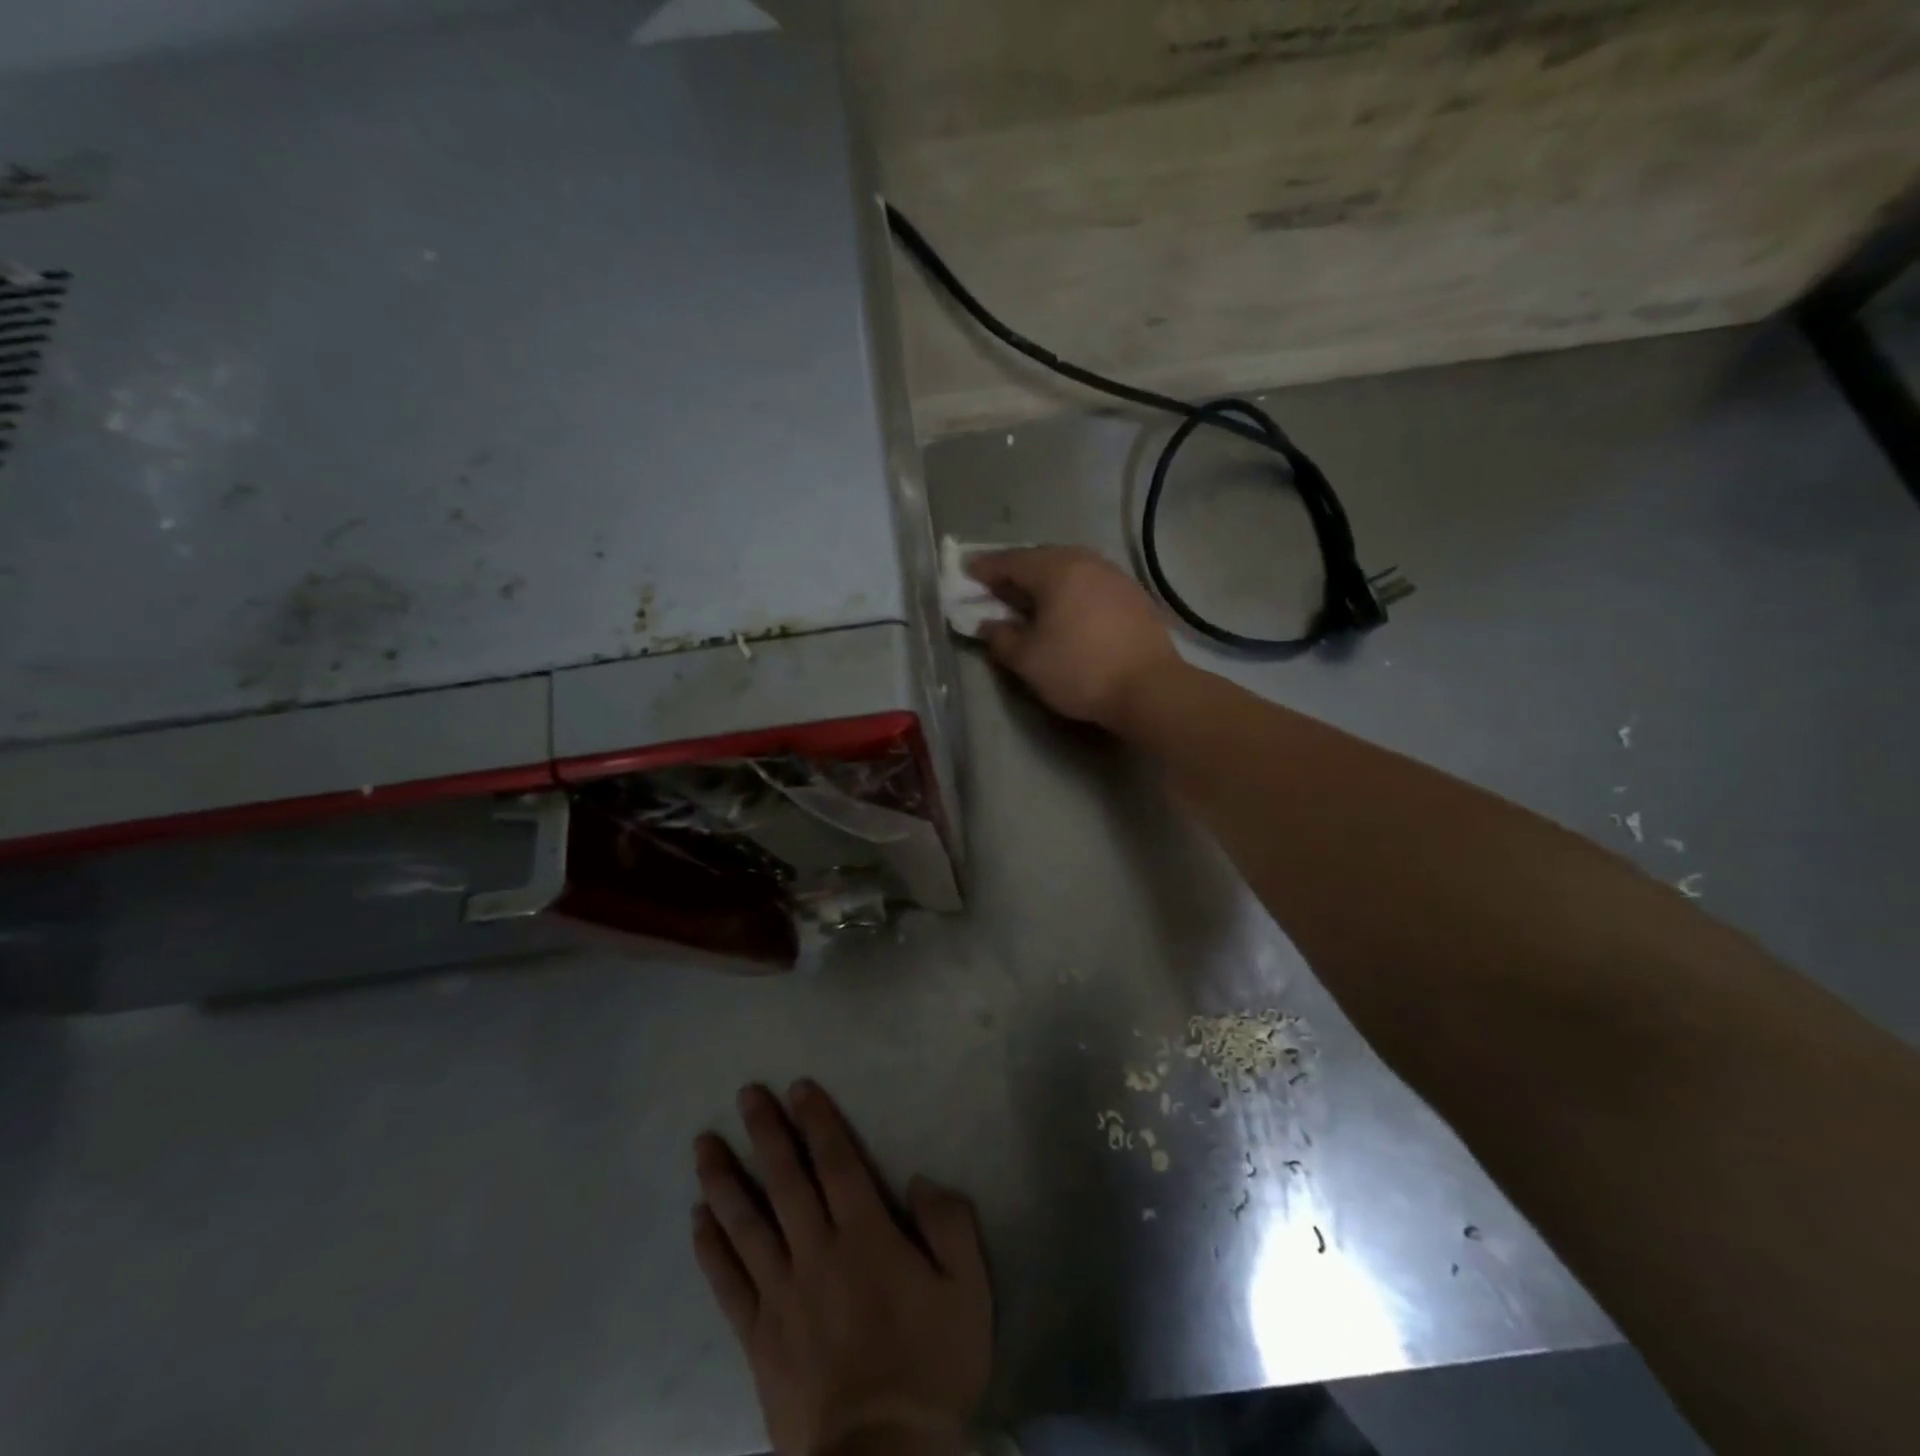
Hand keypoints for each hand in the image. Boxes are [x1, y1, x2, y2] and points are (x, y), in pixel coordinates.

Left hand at [692, 1081, 991, 1455]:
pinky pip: (727, 1283)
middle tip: (746, 1094)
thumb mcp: (968, 1291)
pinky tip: (697, 1220)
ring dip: (724, 1179)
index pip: (836, 1162)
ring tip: (704, 1145)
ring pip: (746, 1223)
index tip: (798, 1088)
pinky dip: (710, 1249)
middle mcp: (817, 1252)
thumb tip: (919, 1180)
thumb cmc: (930, 1369)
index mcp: (866, 1236)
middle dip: (766, 1132)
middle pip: (785, 1180)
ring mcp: (781, 1295)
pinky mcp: (758, 1338)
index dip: (817, 1121)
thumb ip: (950, 1224)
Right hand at [968, 546, 1183, 729]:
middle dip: (1017, 572)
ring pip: (1070, 569)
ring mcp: (1115, 576)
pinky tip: (1068, 610)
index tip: (968, 574)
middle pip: (1043, 559)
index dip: (986, 569)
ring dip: (1046, 581)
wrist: (1150, 688)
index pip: (1011, 562)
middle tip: (997, 587)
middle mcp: (1087, 562)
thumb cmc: (1080, 670)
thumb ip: (1001, 638)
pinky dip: (1072, 591)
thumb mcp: (1028, 660)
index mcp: (1057, 570)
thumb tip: (988, 625)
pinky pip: (1091, 583)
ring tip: (1031, 599)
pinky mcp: (1134, 596)